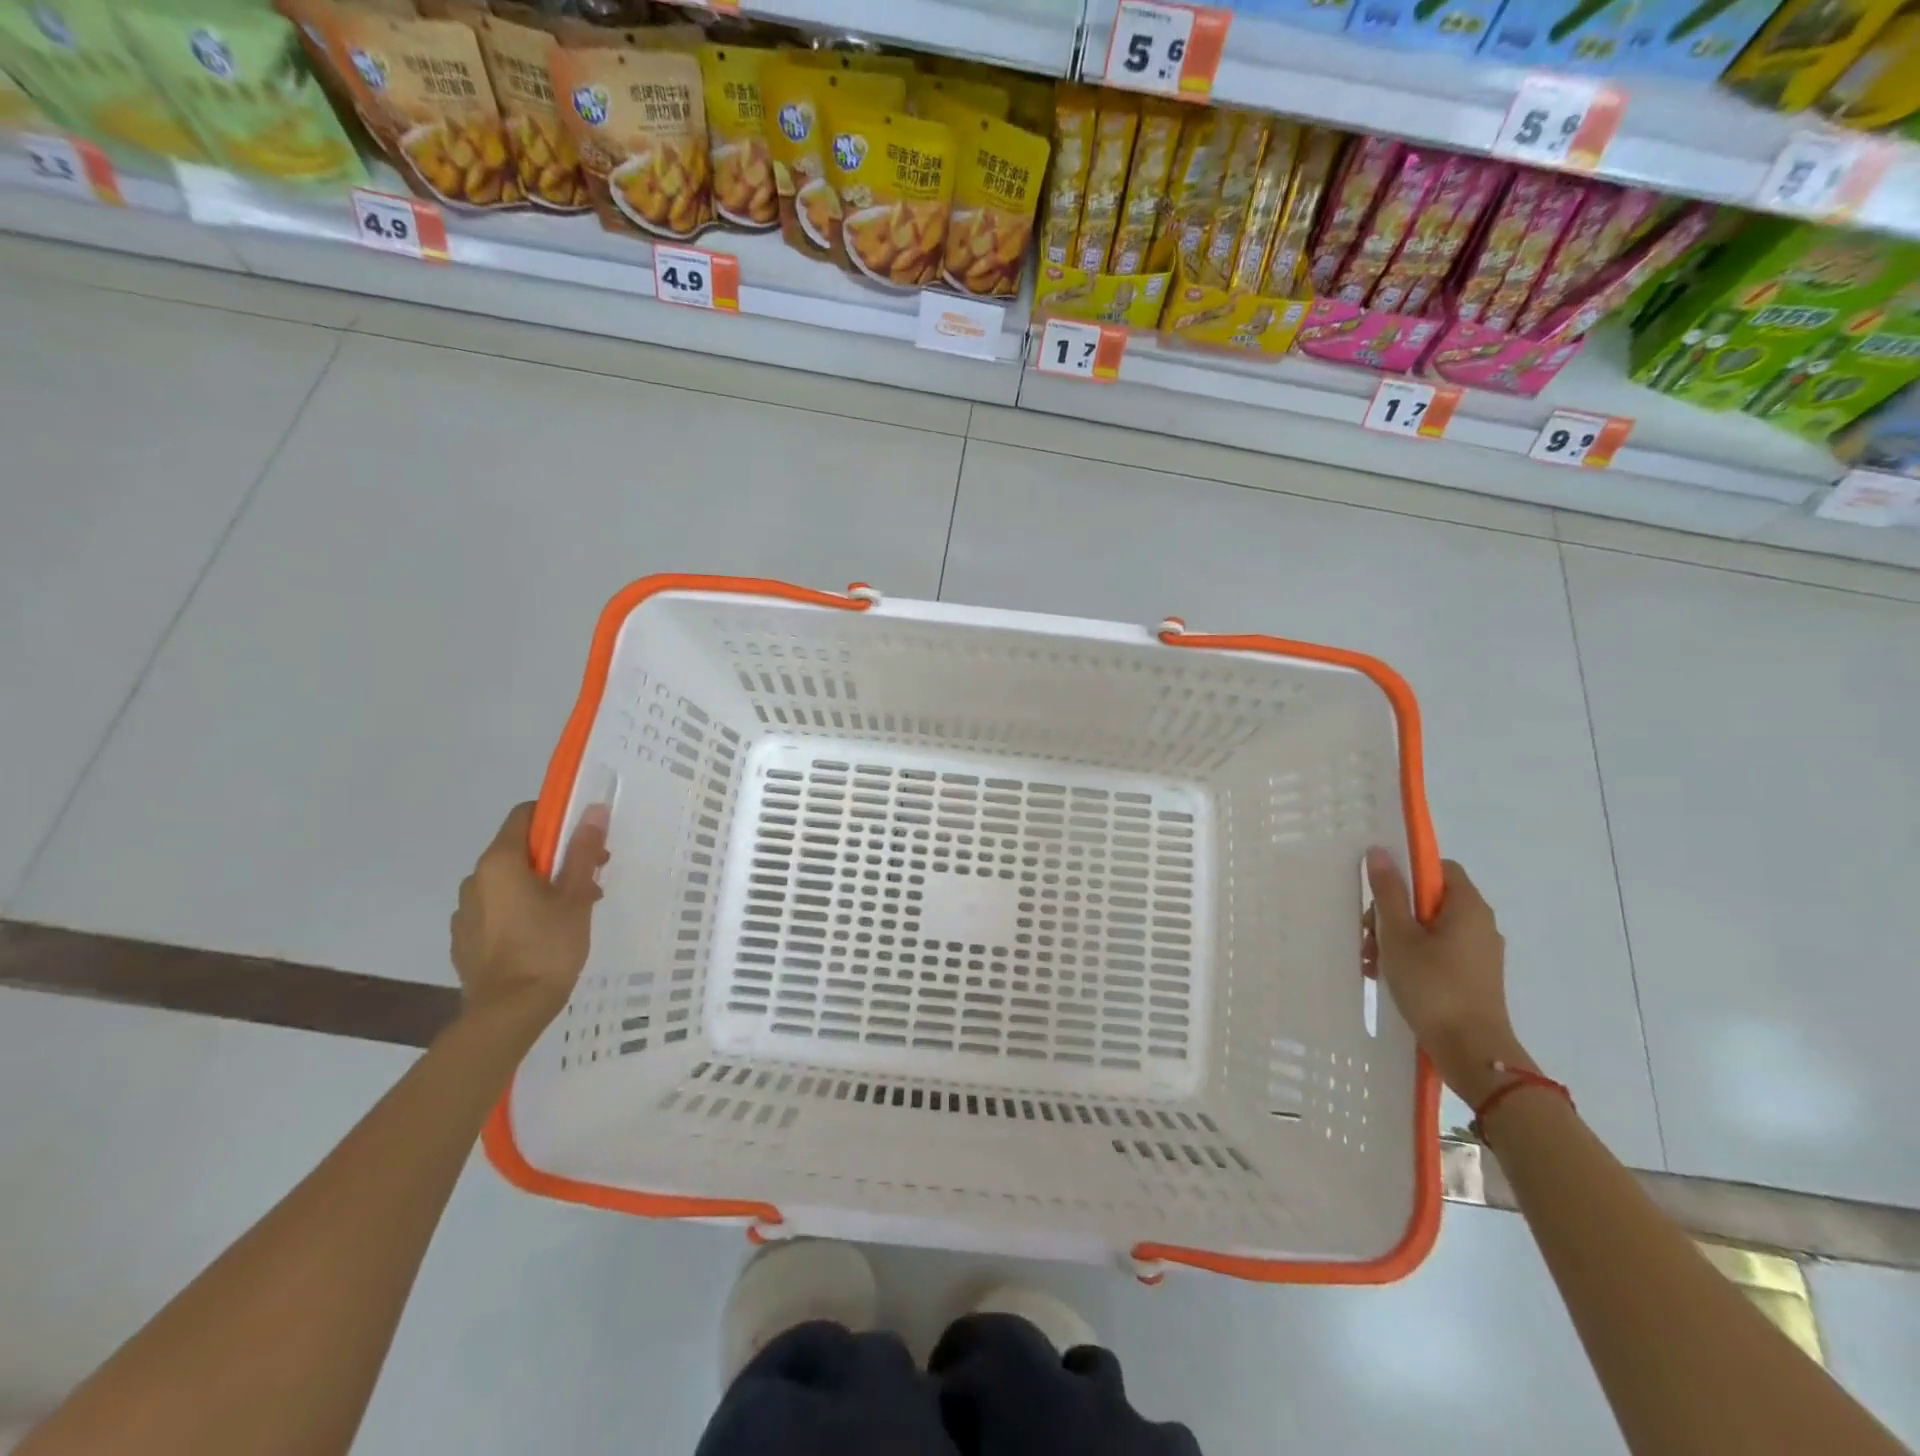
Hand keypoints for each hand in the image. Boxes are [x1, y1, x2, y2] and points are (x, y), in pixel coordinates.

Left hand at [451, 801, 609, 1030]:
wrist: (508, 1013)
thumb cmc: (547, 947)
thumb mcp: (575, 896)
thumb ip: (582, 851)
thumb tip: (593, 810)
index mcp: (500, 862)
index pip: (524, 815)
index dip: (556, 818)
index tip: (584, 837)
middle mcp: (475, 880)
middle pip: (519, 850)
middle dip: (556, 857)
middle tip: (590, 879)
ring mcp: (465, 911)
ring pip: (509, 882)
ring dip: (540, 885)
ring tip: (571, 911)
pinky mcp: (464, 940)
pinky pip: (497, 909)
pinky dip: (521, 910)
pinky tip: (544, 934)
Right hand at [1363, 849, 1533, 1105]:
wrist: (1472, 1052)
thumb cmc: (1433, 986)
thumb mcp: (1398, 935)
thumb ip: (1388, 893)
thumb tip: (1380, 852)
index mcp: (1467, 907)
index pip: (1438, 868)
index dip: (1407, 874)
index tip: (1380, 894)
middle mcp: (1480, 924)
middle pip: (1428, 900)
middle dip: (1391, 913)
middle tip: (1367, 935)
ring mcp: (1478, 953)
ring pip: (1428, 929)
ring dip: (1395, 938)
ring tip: (1370, 962)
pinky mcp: (1472, 977)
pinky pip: (1437, 952)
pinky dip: (1411, 957)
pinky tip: (1385, 976)